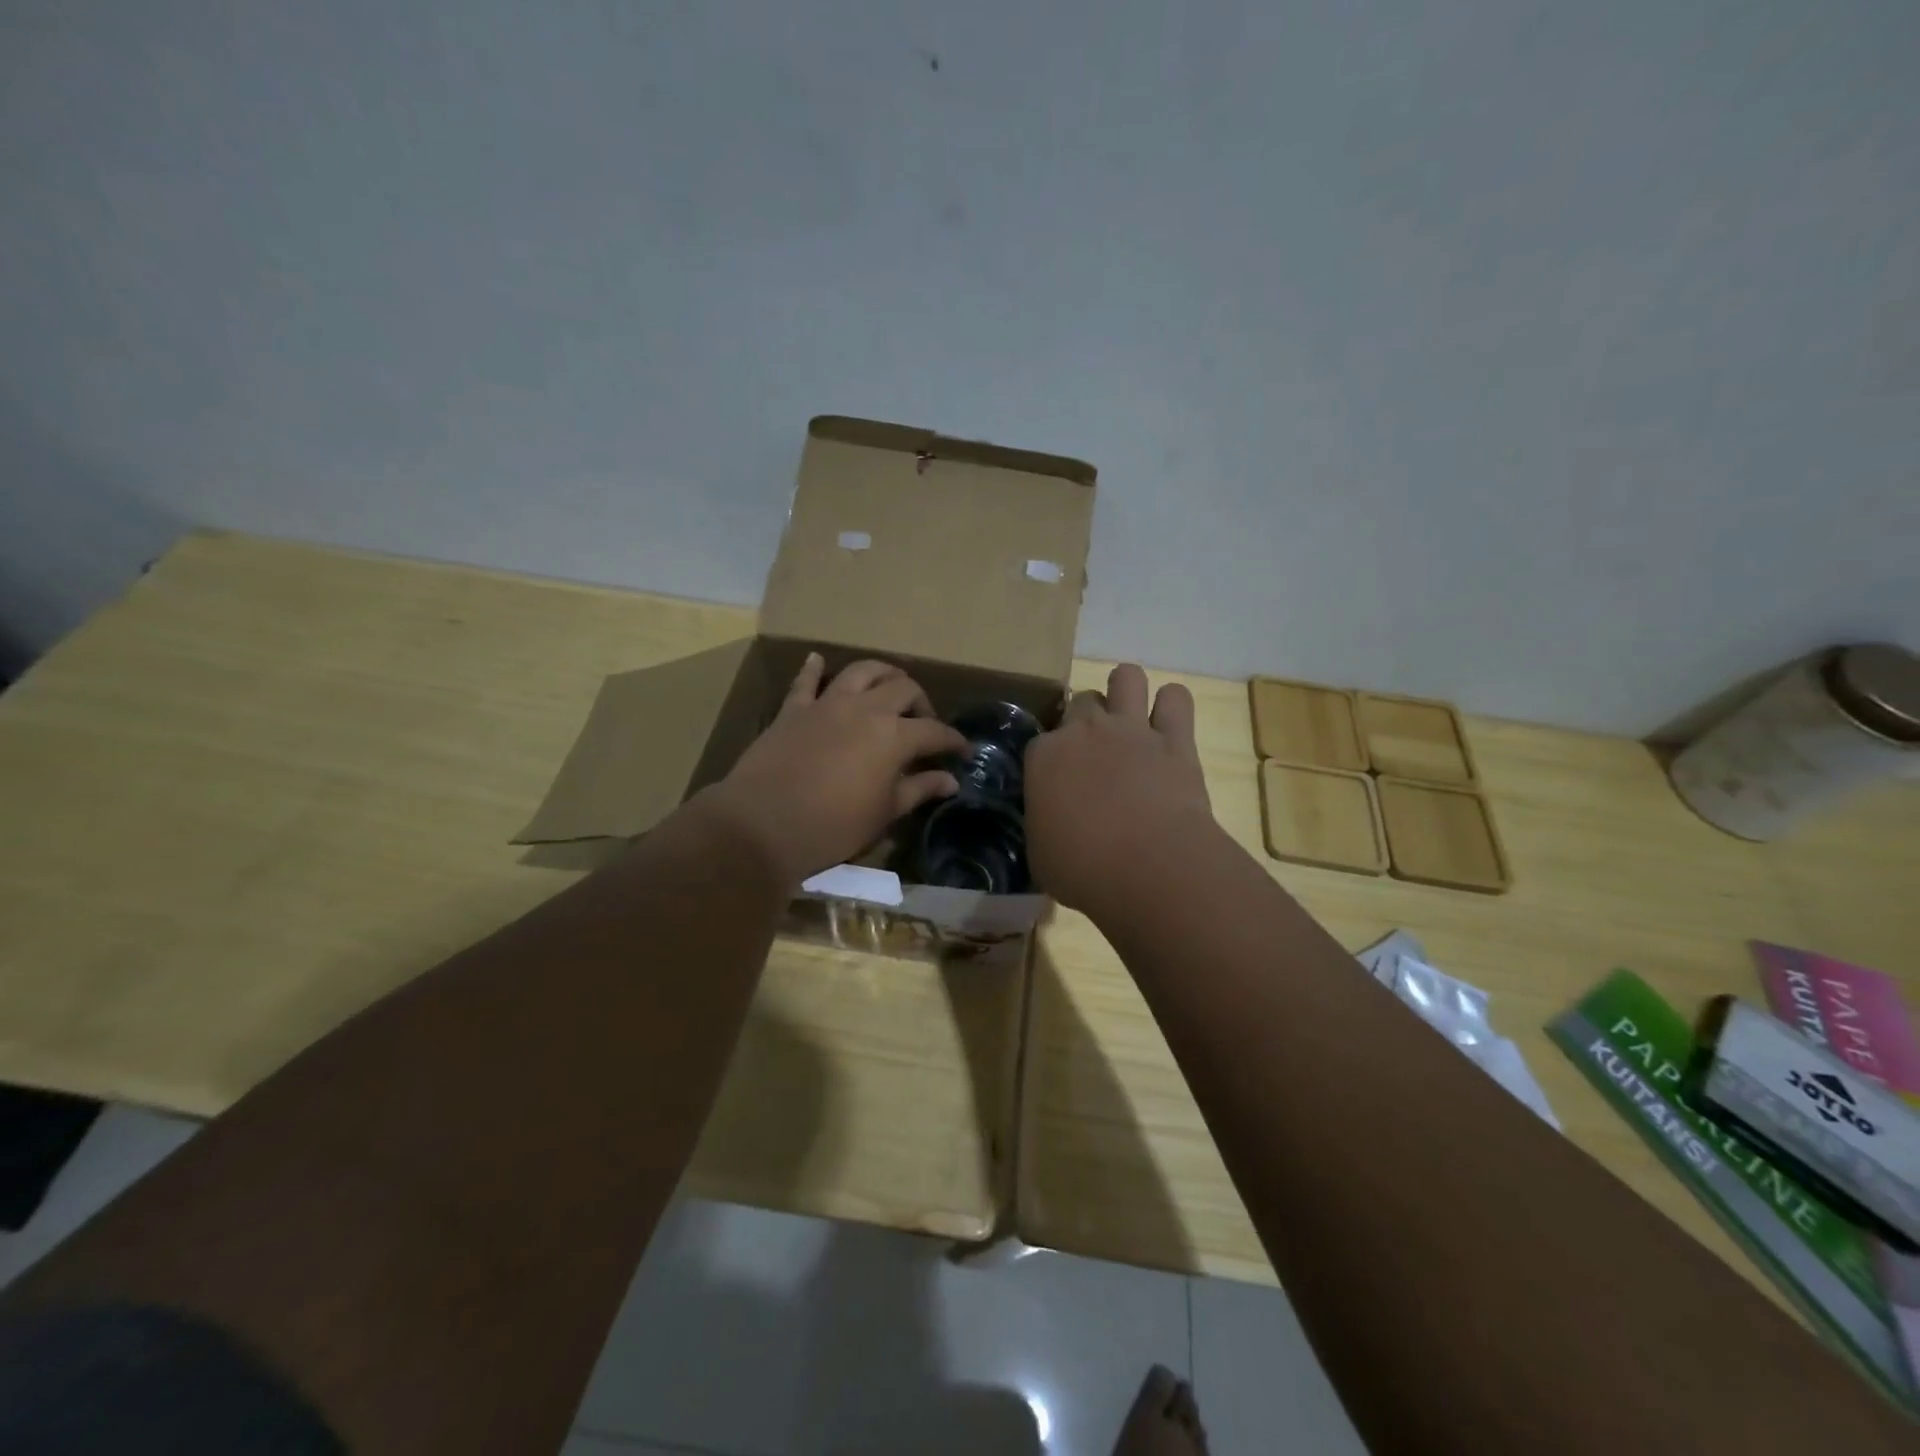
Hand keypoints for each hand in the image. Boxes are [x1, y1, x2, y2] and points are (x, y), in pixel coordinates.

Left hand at [698, 655, 967, 884]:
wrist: (763, 824)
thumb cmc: (833, 826)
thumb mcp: (883, 813)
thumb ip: (918, 789)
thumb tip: (950, 780)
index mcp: (894, 736)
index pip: (934, 731)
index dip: (953, 740)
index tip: (961, 751)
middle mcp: (866, 709)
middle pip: (903, 689)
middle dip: (921, 702)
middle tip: (923, 723)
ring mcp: (827, 704)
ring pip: (861, 671)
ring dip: (881, 673)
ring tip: (889, 686)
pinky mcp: (794, 709)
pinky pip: (805, 681)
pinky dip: (813, 668)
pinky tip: (817, 660)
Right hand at [1023, 664, 1213, 913]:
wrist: (1149, 867)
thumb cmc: (1083, 869)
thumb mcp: (1040, 853)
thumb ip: (1043, 824)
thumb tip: (1050, 822)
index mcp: (1044, 757)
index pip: (1040, 742)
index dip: (1051, 760)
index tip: (1059, 783)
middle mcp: (1084, 730)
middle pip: (1081, 702)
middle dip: (1086, 722)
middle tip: (1096, 755)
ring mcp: (1131, 729)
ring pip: (1126, 676)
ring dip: (1127, 691)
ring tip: (1130, 718)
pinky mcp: (1175, 739)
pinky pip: (1176, 697)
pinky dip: (1172, 706)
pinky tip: (1169, 725)